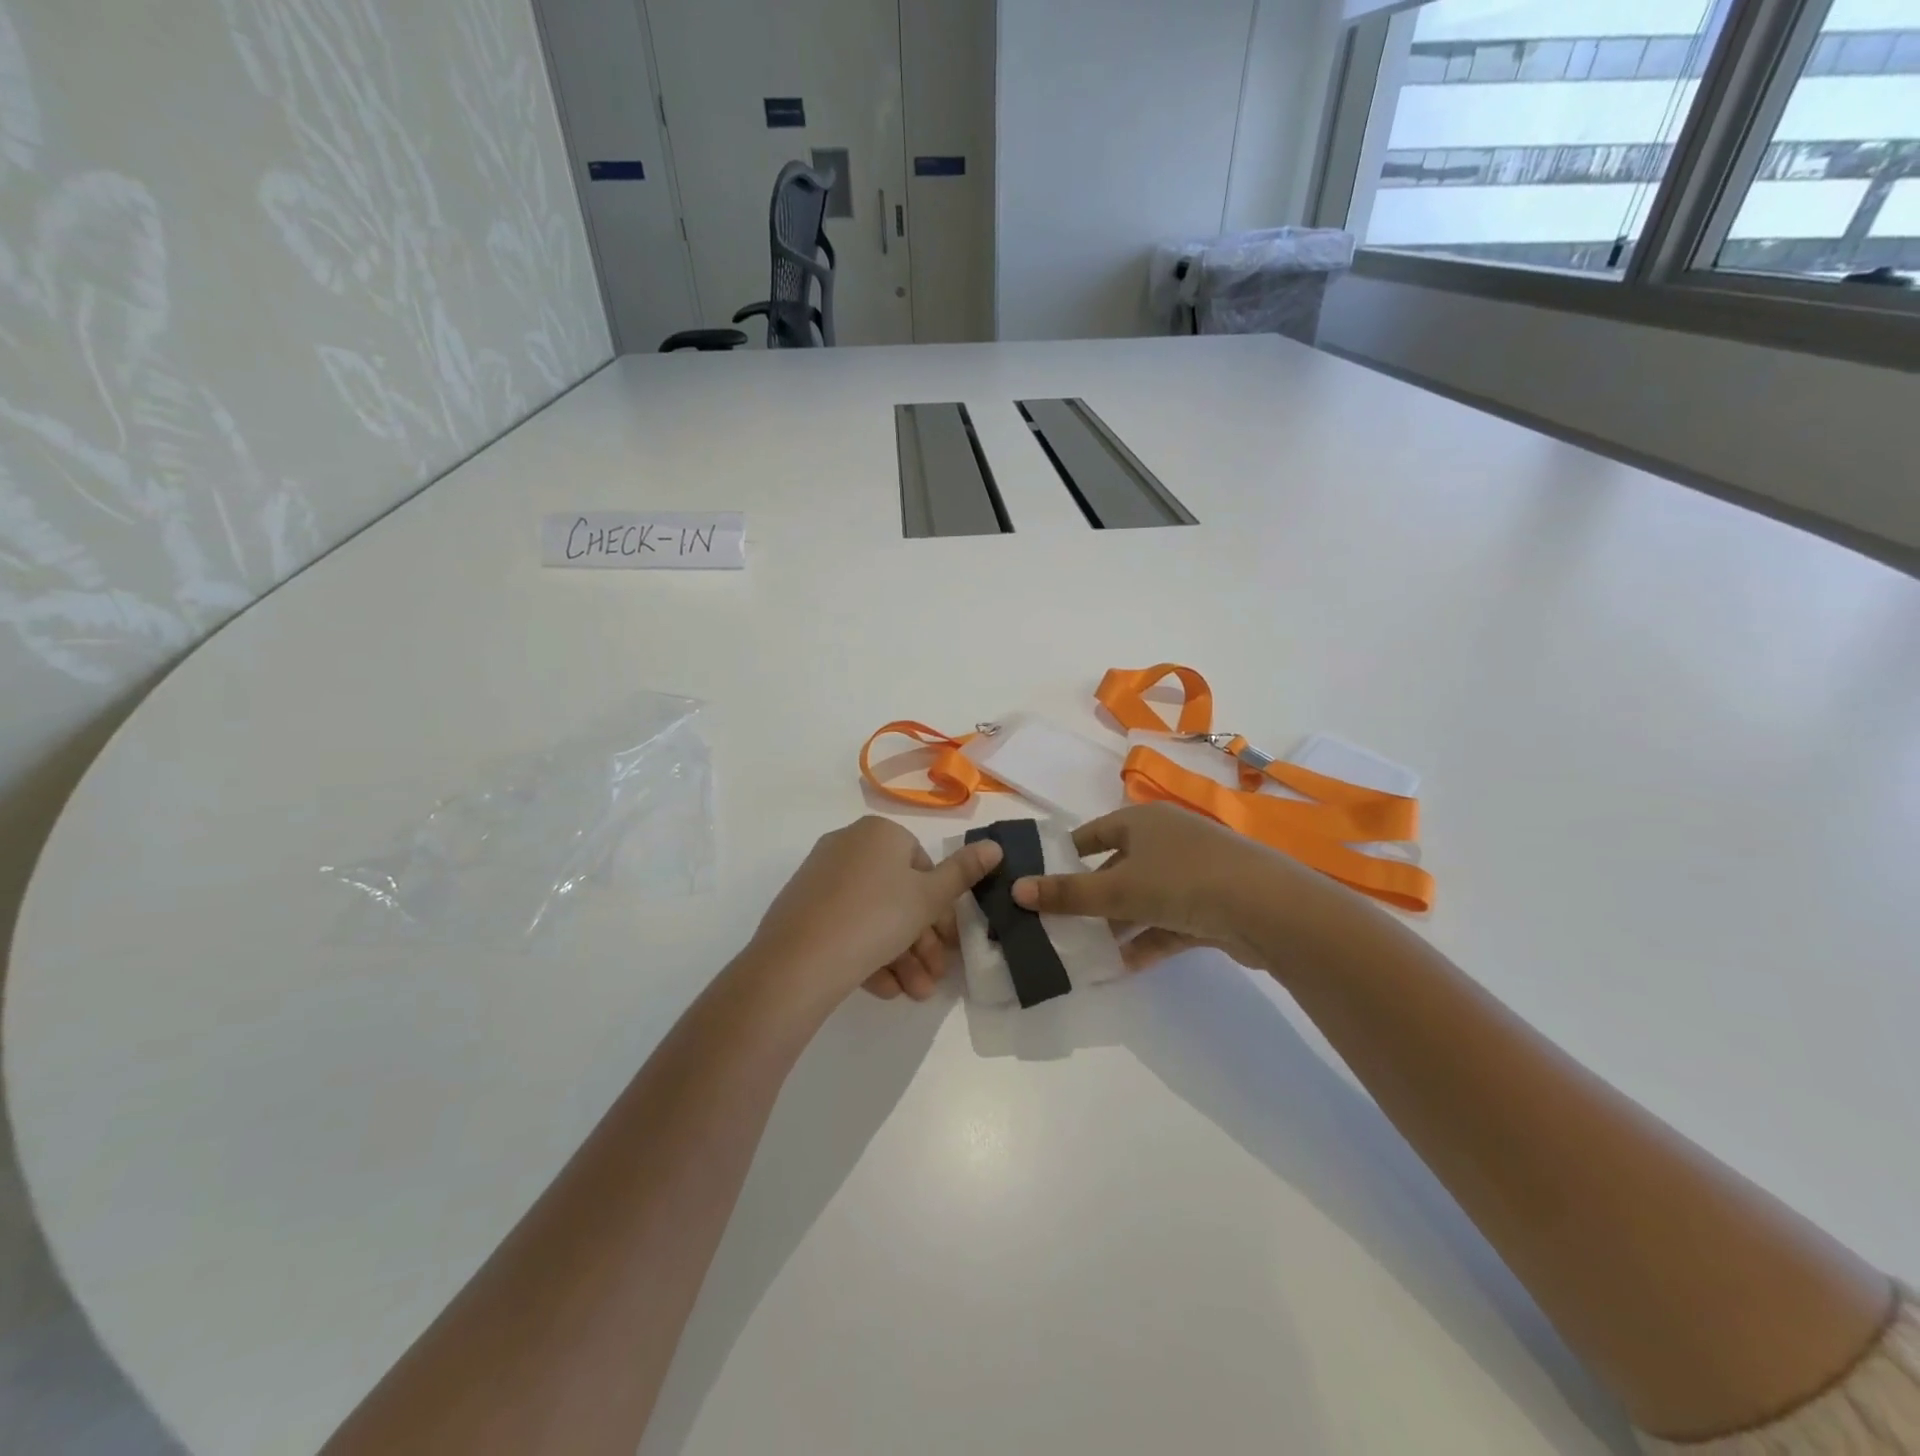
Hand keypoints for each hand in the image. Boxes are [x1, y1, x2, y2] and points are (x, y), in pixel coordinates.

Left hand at [745, 816, 1001, 1011]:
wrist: (798, 961)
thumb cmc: (877, 918)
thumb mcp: (929, 898)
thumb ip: (964, 873)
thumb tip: (995, 846)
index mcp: (879, 833)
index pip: (922, 866)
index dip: (939, 909)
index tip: (949, 944)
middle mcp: (848, 846)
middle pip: (898, 895)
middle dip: (921, 941)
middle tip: (934, 978)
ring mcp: (821, 877)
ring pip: (873, 916)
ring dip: (900, 956)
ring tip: (913, 993)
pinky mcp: (802, 908)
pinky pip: (846, 926)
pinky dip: (868, 954)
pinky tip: (883, 990)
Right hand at [1009, 803, 1358, 973]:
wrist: (1267, 909)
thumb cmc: (1181, 881)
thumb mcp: (1116, 889)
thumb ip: (1067, 894)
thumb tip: (1015, 890)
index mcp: (1142, 821)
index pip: (1094, 833)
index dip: (1067, 854)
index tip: (1042, 879)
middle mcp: (1167, 840)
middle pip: (1118, 867)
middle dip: (1092, 897)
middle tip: (1060, 923)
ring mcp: (1192, 872)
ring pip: (1143, 898)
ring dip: (1118, 924)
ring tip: (1086, 951)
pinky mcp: (1211, 905)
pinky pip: (1168, 922)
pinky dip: (1147, 940)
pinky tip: (1123, 967)